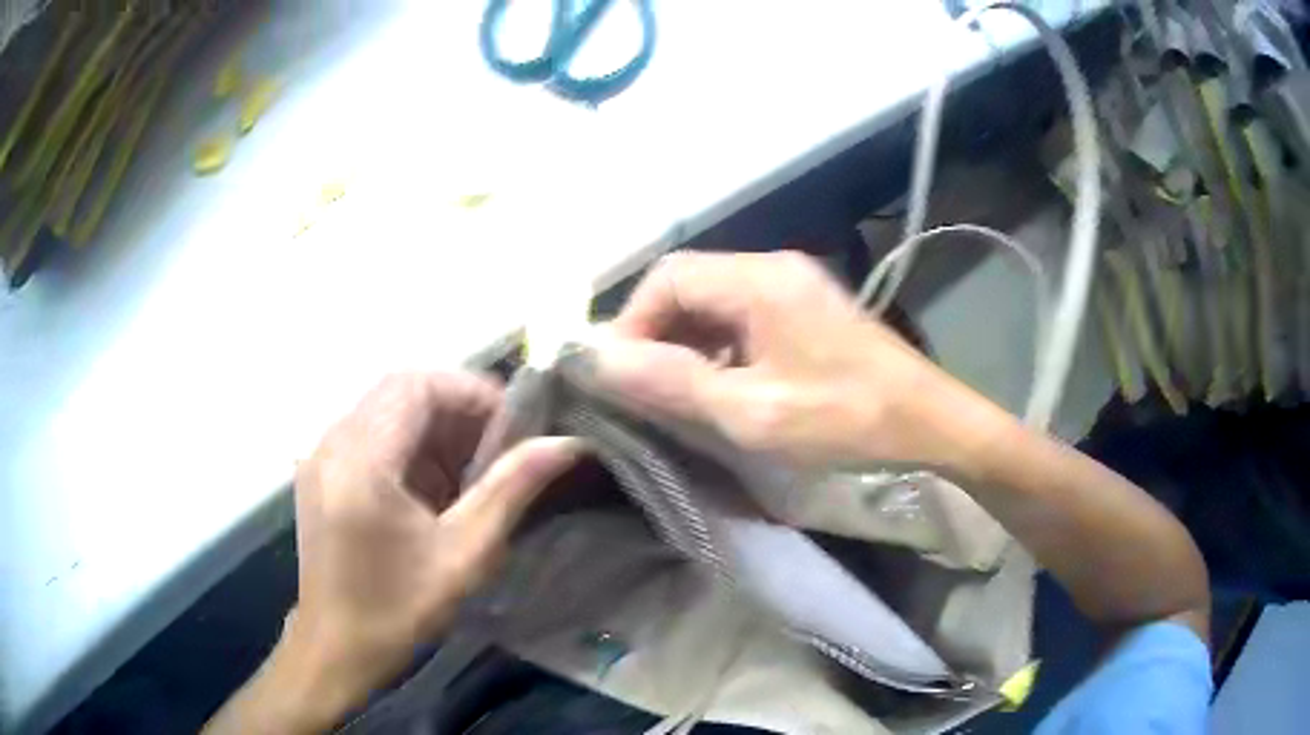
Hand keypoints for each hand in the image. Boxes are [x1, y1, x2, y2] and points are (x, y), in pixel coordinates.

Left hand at [206, 372, 577, 733]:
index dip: (470, 392)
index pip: (417, 385)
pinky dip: (409, 444)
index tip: (513, 424)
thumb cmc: (398, 610)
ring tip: (472, 467)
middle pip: (400, 389)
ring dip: (433, 426)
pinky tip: (433, 483)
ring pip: (385, 407)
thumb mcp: (463, 555)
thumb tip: (566, 444)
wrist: (335, 647)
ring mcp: (321, 455)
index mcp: (362, 462)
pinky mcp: (320, 470)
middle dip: (456, 407)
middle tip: (499, 444)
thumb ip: (511, 490)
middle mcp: (333, 444)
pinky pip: (370, 431)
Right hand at [594, 251, 978, 469]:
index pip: (667, 277)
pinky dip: (716, 350)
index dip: (630, 323)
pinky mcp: (807, 312)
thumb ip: (671, 382)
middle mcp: (773, 268)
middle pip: (689, 285)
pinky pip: (742, 319)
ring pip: (714, 303)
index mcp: (759, 278)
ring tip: (672, 395)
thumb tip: (595, 357)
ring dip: (684, 344)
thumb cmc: (846, 419)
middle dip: (654, 335)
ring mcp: (794, 288)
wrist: (931, 426)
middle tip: (640, 391)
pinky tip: (717, 389)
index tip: (617, 377)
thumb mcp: (752, 411)